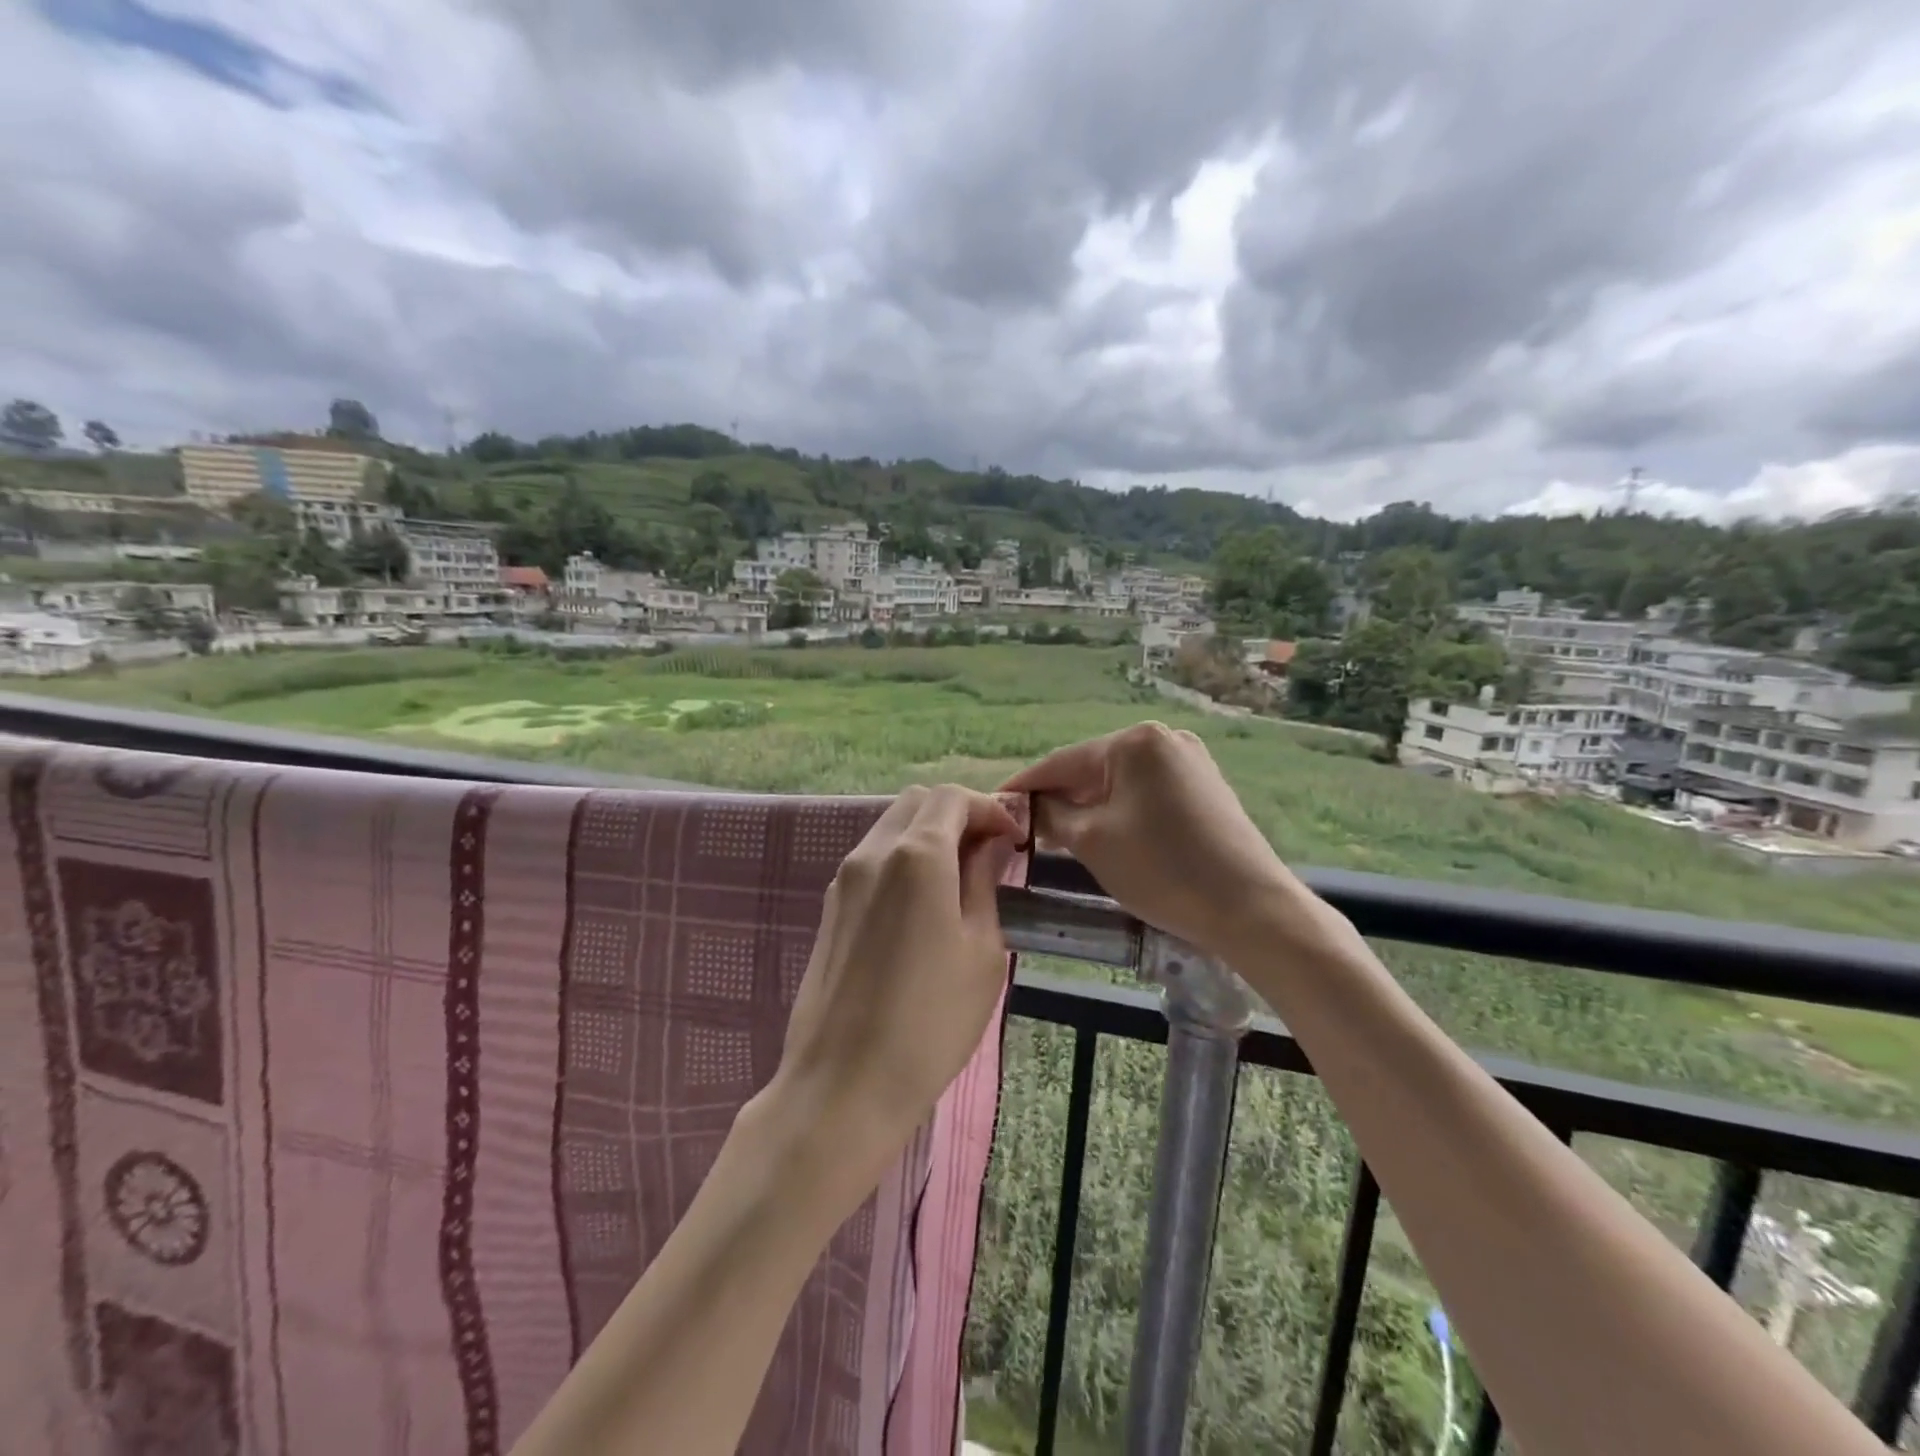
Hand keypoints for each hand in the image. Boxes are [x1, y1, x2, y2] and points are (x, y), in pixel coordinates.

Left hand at [765, 785, 1021, 1180]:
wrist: (843, 1084)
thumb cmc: (930, 1021)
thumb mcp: (981, 950)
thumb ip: (984, 883)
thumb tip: (990, 845)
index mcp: (917, 855)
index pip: (954, 798)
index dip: (990, 809)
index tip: (1014, 842)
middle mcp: (874, 852)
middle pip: (918, 801)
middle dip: (958, 813)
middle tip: (989, 853)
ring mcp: (845, 877)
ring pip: (891, 825)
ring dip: (929, 834)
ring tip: (960, 878)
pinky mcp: (831, 905)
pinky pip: (873, 857)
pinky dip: (904, 856)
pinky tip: (923, 902)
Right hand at [1001, 722, 1290, 961]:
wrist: (1251, 908)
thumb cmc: (1162, 868)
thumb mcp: (1093, 841)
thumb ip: (1052, 814)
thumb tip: (1029, 806)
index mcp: (1135, 741)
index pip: (1062, 762)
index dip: (1025, 786)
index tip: (994, 804)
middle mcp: (1164, 739)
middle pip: (1092, 769)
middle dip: (1059, 798)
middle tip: (1024, 828)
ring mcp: (1190, 762)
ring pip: (1120, 783)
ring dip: (1088, 807)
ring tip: (1057, 835)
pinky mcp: (1205, 788)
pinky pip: (1146, 794)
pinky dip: (1120, 812)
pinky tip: (1104, 835)